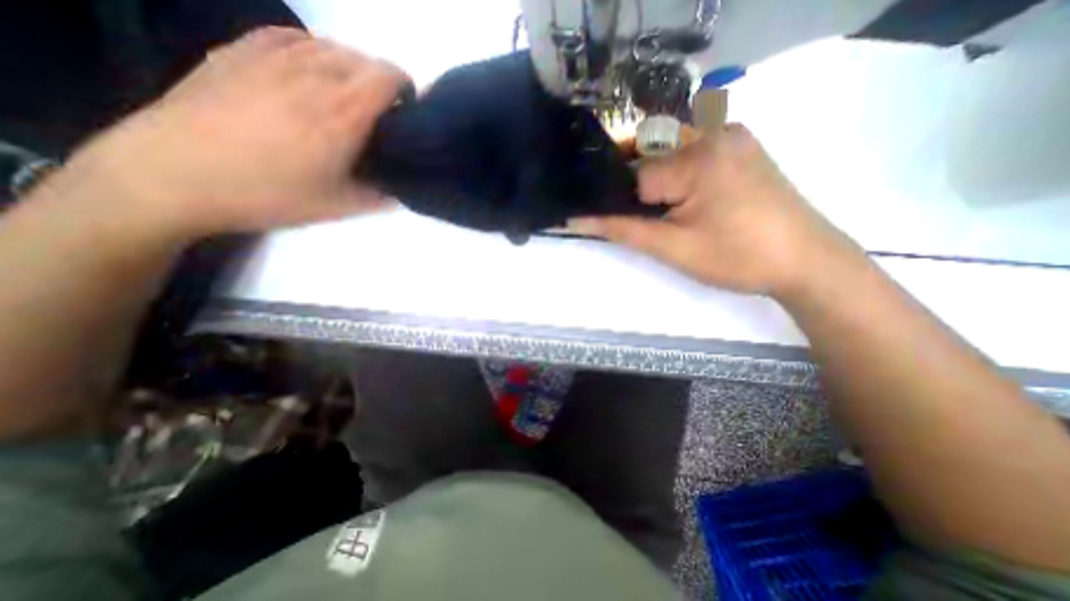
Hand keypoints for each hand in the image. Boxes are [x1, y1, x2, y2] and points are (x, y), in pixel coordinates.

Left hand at [50, 26, 409, 242]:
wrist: (174, 175)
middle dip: (381, 82)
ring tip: (347, 94)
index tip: (406, 112)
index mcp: (342, 113)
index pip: (388, 77)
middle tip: (379, 113)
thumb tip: (400, 193)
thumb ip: (379, 198)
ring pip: (329, 46)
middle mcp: (312, 75)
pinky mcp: (237, 53)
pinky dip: (312, 50)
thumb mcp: (338, 207)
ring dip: (350, 67)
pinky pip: (289, 37)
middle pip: (363, 60)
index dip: (405, 89)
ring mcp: (271, 58)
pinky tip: (310, 69)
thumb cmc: (268, 194)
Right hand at [568, 123, 858, 297]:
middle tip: (644, 219)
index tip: (619, 221)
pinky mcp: (740, 145)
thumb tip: (576, 220)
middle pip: (648, 155)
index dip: (620, 201)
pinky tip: (681, 199)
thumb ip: (621, 230)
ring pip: (666, 152)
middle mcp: (713, 131)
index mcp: (696, 156)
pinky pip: (690, 151)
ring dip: (653, 181)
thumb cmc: (737, 258)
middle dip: (635, 188)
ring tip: (663, 213)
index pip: (633, 174)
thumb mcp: (671, 247)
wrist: (805, 262)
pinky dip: (674, 173)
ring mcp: (730, 134)